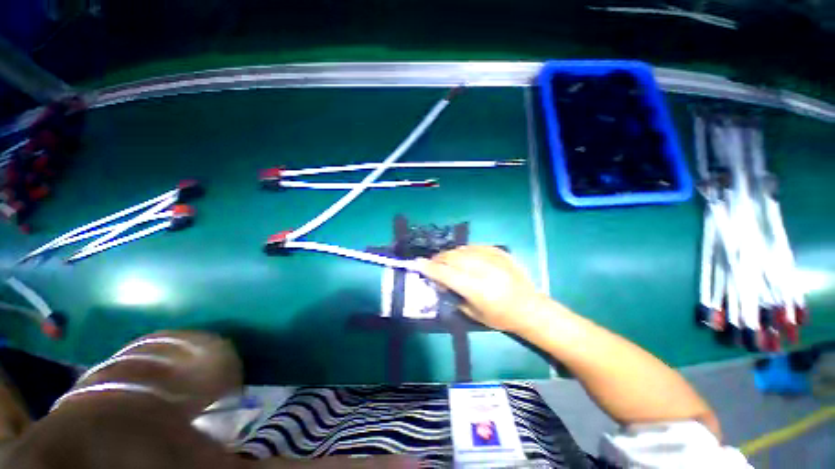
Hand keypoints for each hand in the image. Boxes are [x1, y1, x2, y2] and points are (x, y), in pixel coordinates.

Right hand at [417, 246, 548, 333]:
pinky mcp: (499, 252)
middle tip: (432, 264)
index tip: (417, 263)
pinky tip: (463, 256)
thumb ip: (454, 294)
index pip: (446, 273)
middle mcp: (483, 270)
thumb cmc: (500, 317)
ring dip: (450, 254)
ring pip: (462, 249)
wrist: (530, 307)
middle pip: (452, 257)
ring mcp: (493, 258)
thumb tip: (440, 280)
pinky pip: (475, 246)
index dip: (429, 268)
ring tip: (446, 260)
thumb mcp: (473, 313)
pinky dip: (465, 251)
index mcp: (477, 289)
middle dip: (438, 259)